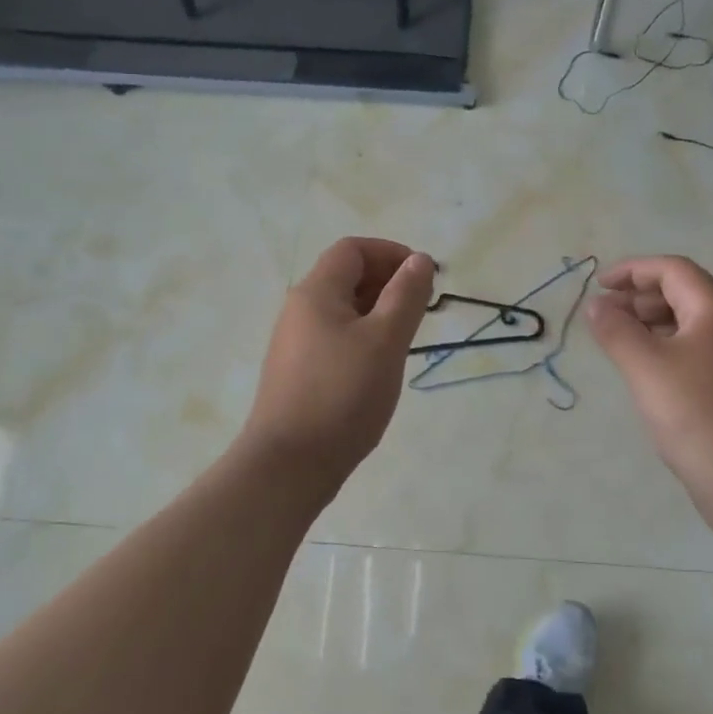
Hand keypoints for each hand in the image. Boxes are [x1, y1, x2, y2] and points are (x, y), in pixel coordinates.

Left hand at [242, 238, 435, 483]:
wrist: (289, 464)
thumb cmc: (342, 395)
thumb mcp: (384, 341)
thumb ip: (406, 296)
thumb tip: (419, 260)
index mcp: (316, 292)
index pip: (353, 249)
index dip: (391, 253)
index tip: (423, 278)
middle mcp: (299, 310)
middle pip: (346, 276)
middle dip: (387, 282)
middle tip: (421, 309)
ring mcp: (295, 343)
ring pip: (342, 310)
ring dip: (377, 312)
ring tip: (405, 339)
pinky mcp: (298, 372)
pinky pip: (335, 338)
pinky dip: (362, 338)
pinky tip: (379, 367)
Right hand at [586, 256, 712, 518]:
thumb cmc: (696, 415)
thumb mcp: (646, 367)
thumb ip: (617, 330)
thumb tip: (597, 305)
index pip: (674, 270)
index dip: (633, 270)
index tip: (599, 285)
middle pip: (683, 293)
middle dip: (639, 296)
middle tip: (603, 314)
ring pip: (689, 324)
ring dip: (650, 322)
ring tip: (617, 340)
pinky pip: (695, 351)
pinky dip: (664, 348)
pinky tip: (645, 372)